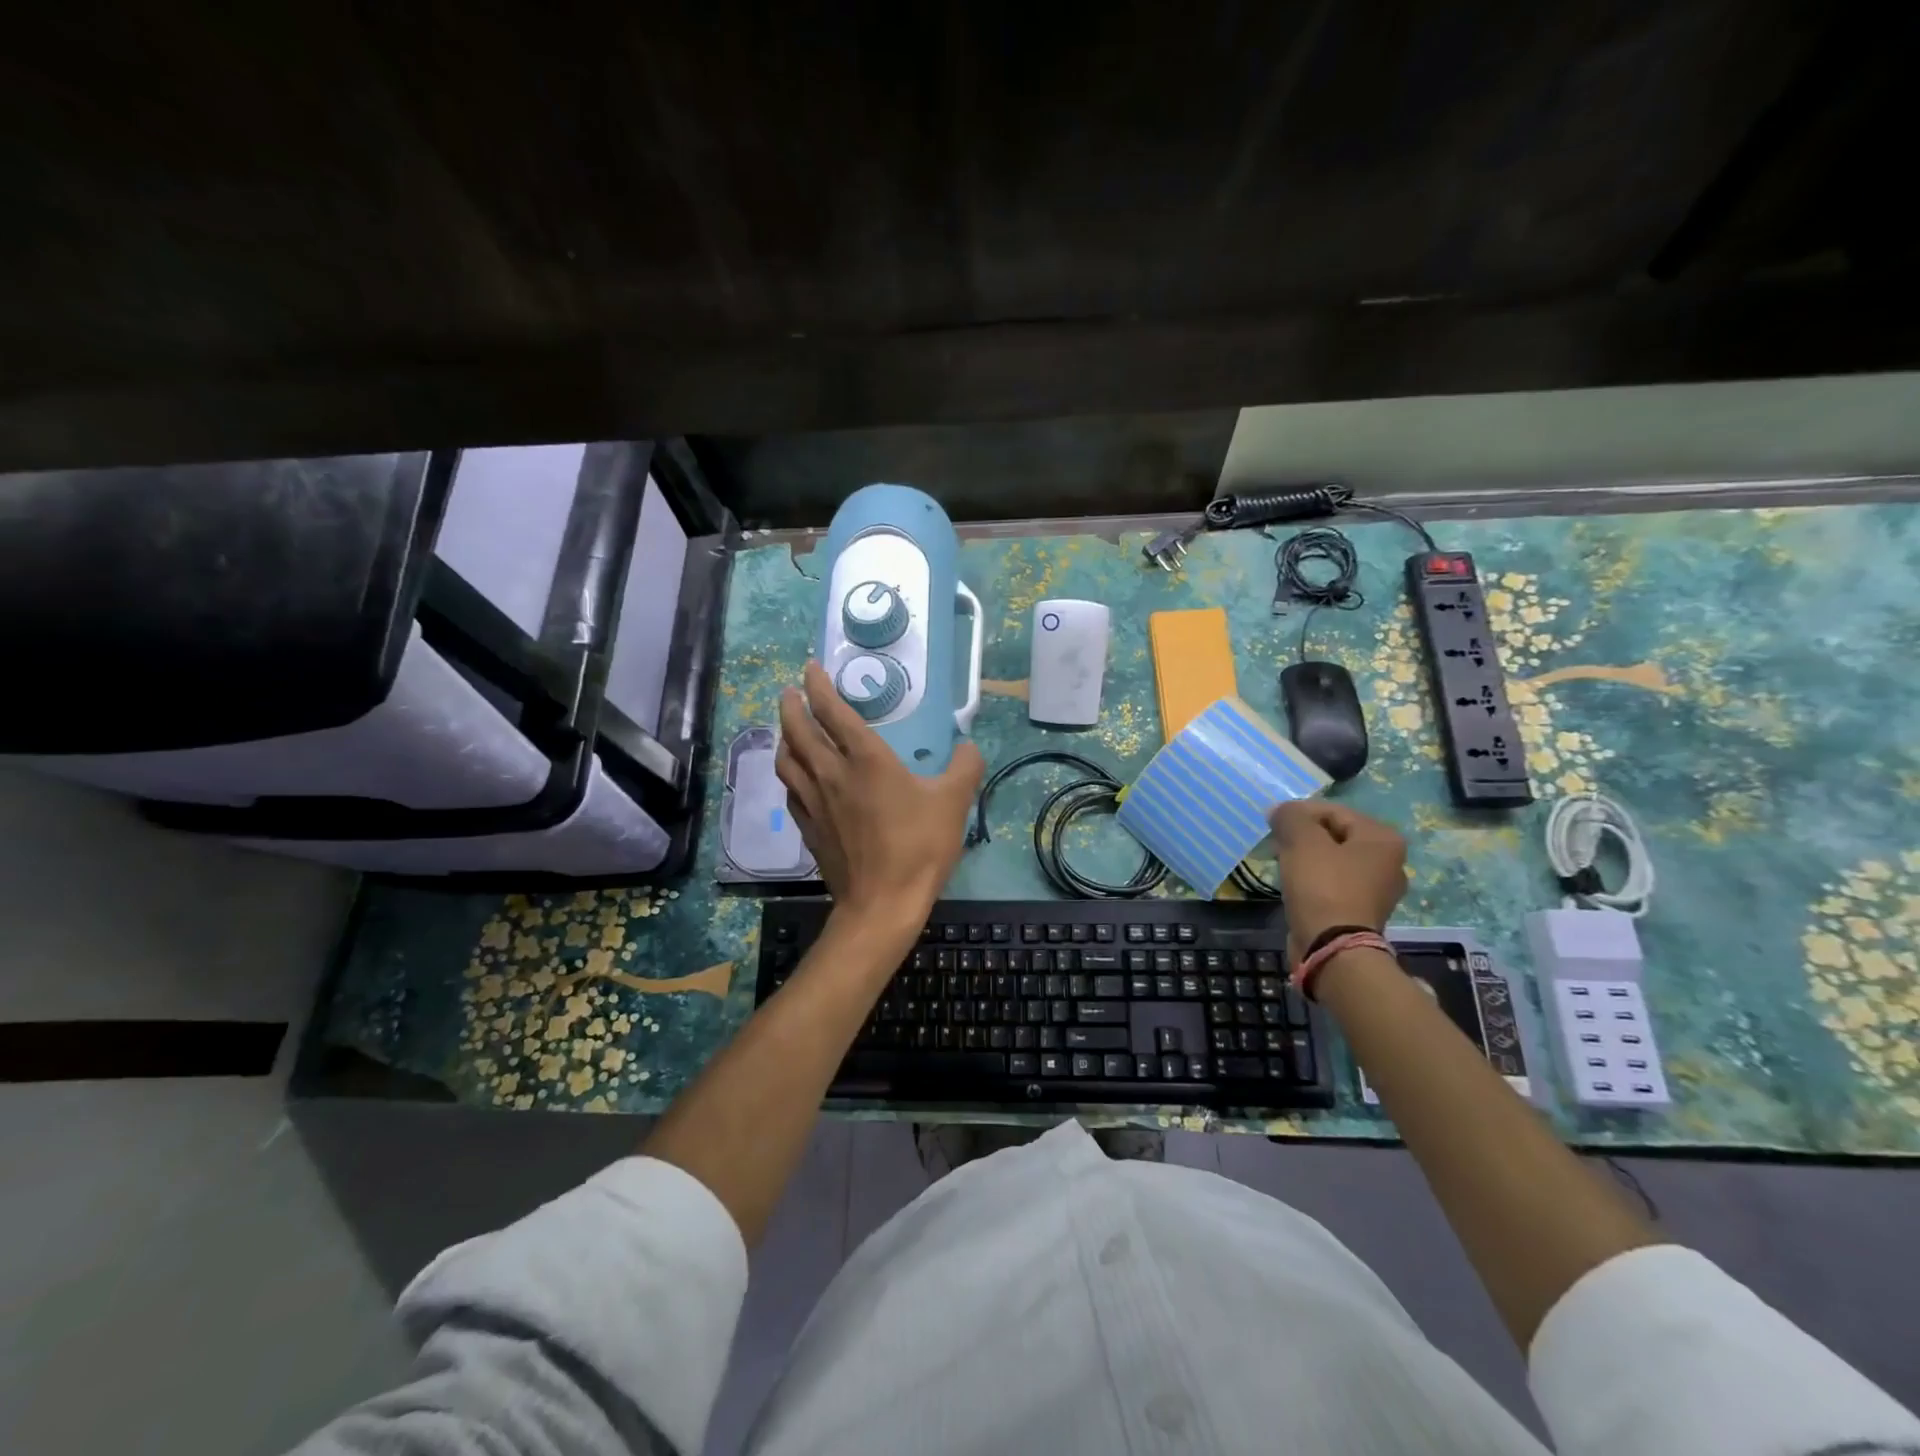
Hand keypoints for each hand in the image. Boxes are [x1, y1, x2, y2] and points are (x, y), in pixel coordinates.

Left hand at [776, 661, 985, 935]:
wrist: (882, 904)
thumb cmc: (919, 847)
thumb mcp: (954, 802)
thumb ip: (964, 766)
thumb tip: (967, 745)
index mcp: (865, 759)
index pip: (832, 711)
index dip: (819, 685)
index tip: (812, 667)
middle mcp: (831, 773)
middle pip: (798, 729)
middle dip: (792, 705)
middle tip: (791, 691)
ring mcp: (814, 801)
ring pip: (786, 759)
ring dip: (784, 736)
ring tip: (789, 728)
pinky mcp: (808, 827)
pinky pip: (790, 789)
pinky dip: (789, 773)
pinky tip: (797, 776)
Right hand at [1266, 801, 1408, 958]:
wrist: (1331, 947)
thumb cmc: (1322, 886)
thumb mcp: (1301, 840)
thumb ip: (1290, 816)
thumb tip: (1281, 810)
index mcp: (1383, 838)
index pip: (1333, 811)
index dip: (1299, 813)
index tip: (1273, 823)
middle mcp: (1389, 862)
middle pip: (1335, 835)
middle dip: (1303, 836)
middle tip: (1276, 843)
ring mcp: (1377, 890)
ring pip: (1333, 860)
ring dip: (1306, 857)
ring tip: (1281, 862)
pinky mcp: (1361, 912)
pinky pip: (1333, 883)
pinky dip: (1313, 879)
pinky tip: (1294, 885)